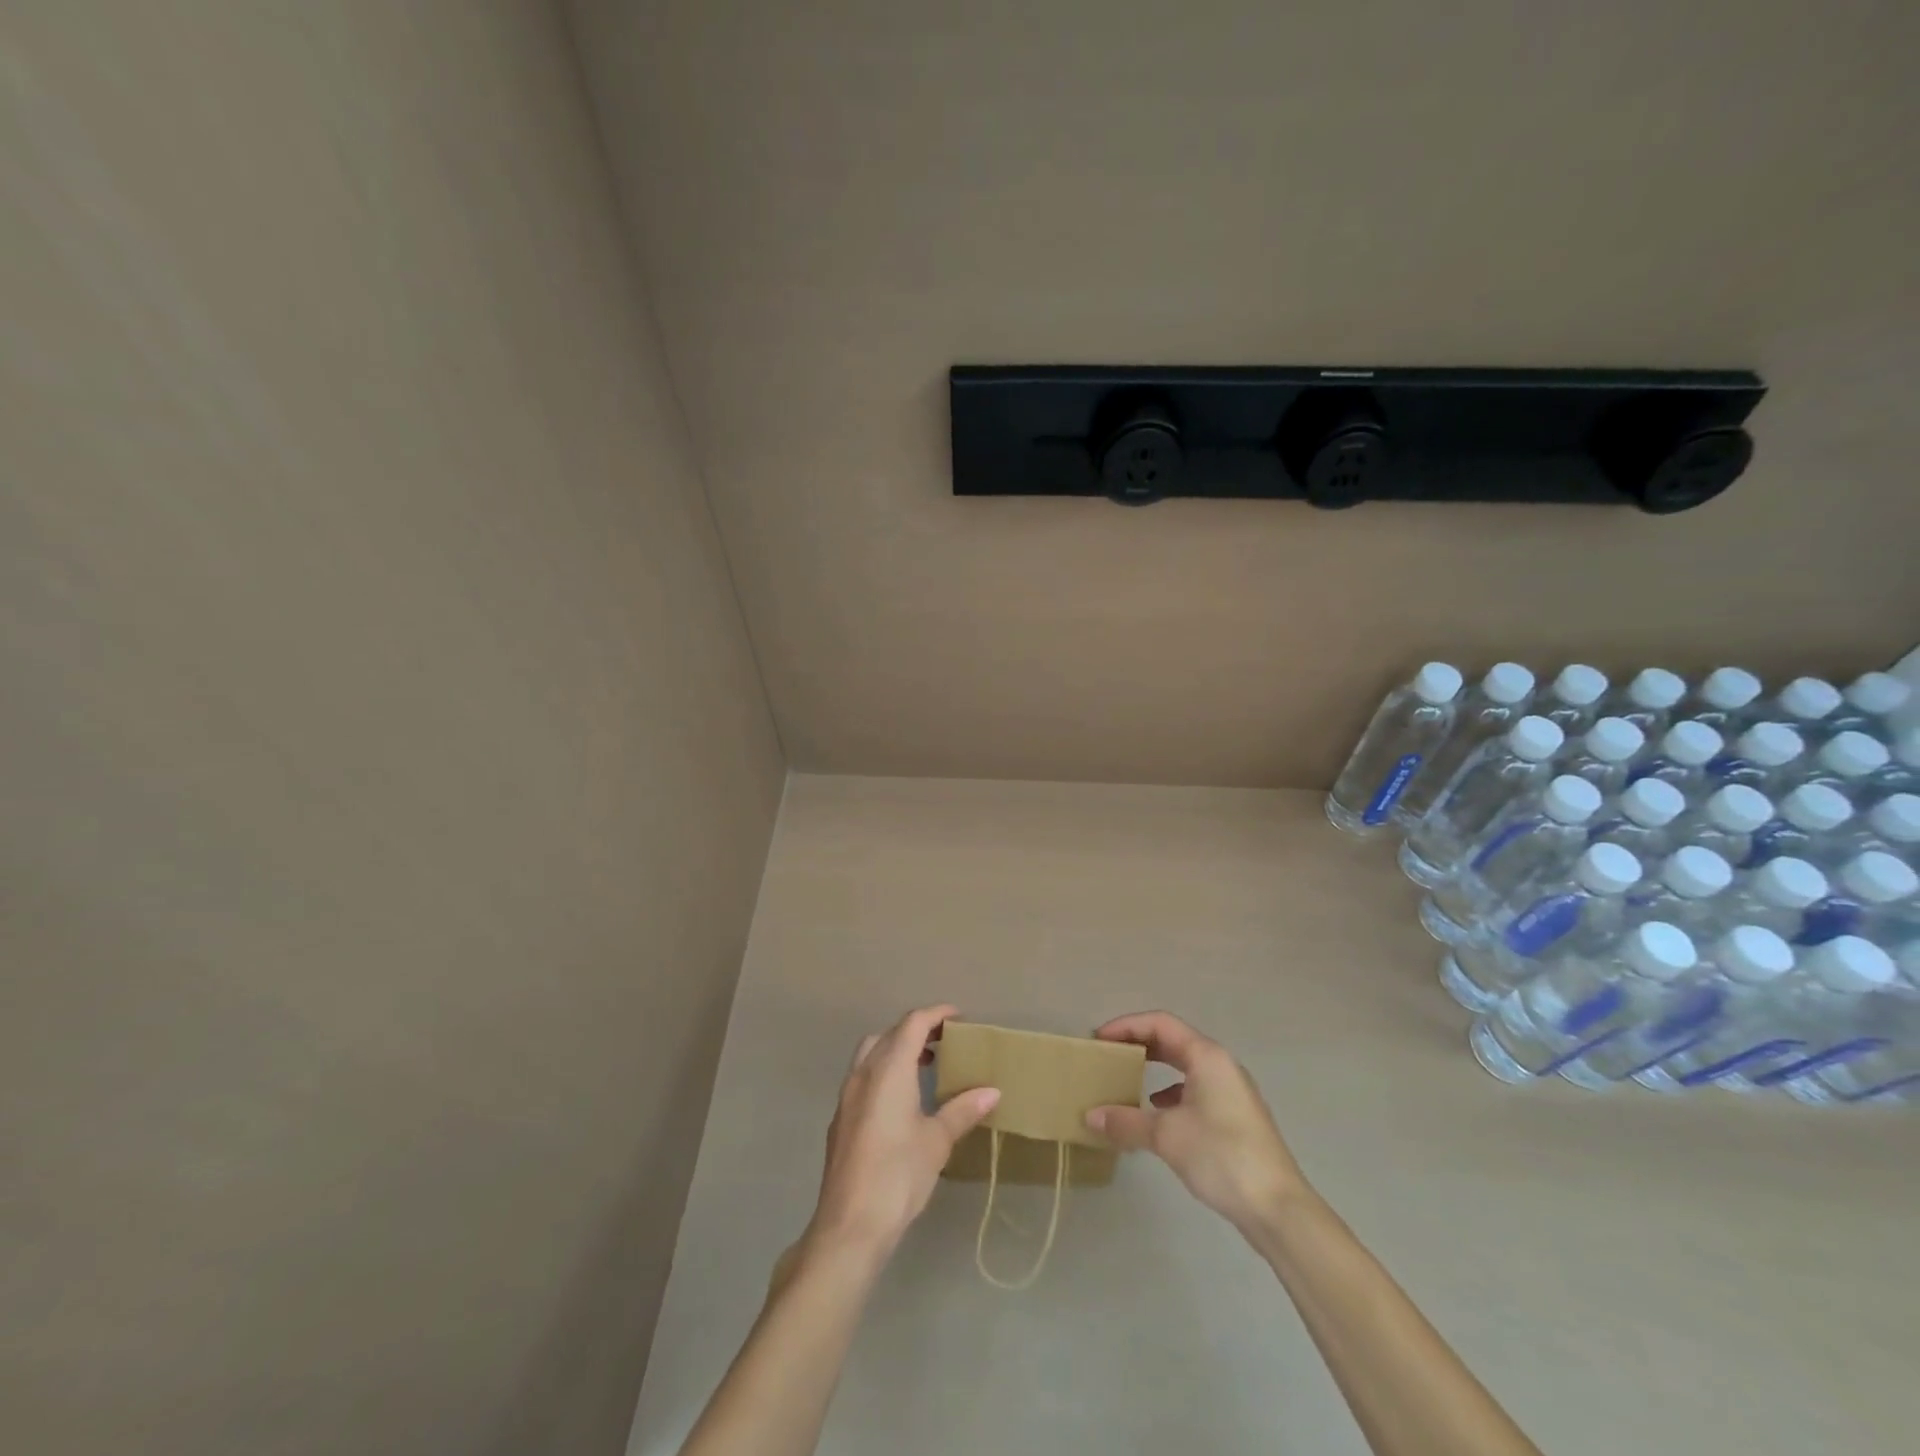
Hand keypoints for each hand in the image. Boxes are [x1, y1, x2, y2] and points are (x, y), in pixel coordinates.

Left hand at [805, 1004, 999, 1264]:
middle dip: (916, 1030)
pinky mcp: (840, 1119)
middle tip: (945, 1042)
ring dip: (897, 1049)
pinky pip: (863, 1077)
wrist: (849, 1226)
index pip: (912, 1024)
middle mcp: (864, 1073)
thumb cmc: (898, 1176)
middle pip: (889, 1034)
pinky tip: (902, 1100)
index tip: (959, 1017)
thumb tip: (992, 1091)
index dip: (936, 1014)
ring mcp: (847, 1096)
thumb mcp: (937, 1141)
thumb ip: (962, 1110)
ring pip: (871, 1053)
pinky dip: (884, 1071)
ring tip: (926, 1067)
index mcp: (888, 1070)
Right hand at [1086, 1010, 1307, 1234]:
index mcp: (1207, 1056)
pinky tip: (1157, 1112)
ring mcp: (1231, 1091)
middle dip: (1139, 1044)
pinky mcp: (1235, 1116)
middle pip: (1173, 1040)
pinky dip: (1170, 1092)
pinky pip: (1195, 1088)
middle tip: (1109, 1055)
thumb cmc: (1222, 1156)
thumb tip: (1090, 1116)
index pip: (1160, 1023)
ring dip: (1154, 1067)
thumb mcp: (1167, 1136)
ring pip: (1185, 1065)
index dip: (1126, 1025)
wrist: (1279, 1208)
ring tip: (1127, 1080)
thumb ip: (1126, 1122)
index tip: (1099, 1039)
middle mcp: (1221, 1065)